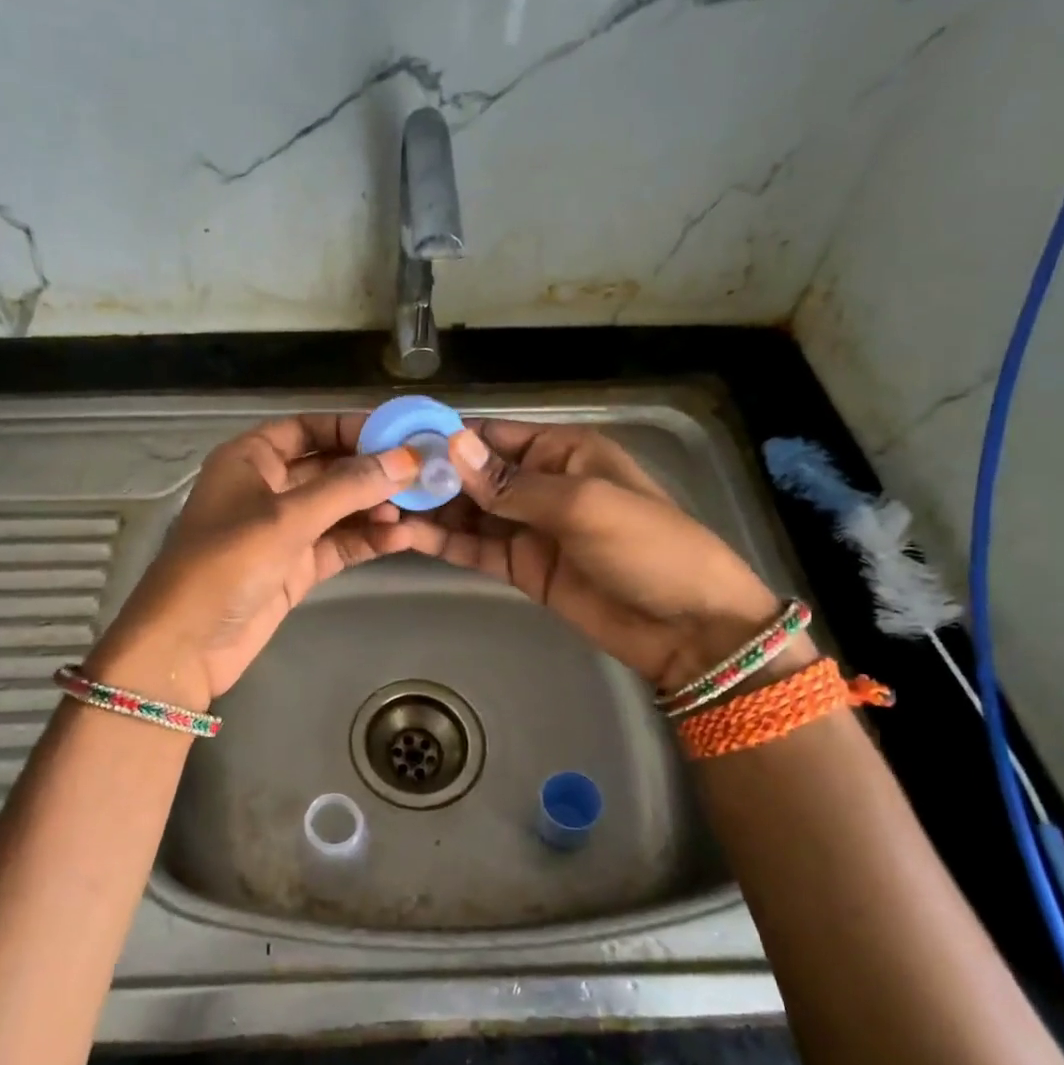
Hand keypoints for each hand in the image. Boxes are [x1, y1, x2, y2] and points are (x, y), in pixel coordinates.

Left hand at [87, 414, 419, 710]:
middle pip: (329, 468)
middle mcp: (267, 487)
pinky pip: (338, 543)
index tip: (401, 434)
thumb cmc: (227, 562)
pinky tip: (401, 537)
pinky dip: (367, 539)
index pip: (308, 428)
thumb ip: (349, 487)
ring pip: (338, 508)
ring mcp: (282, 530)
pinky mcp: (295, 566)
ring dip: (374, 507)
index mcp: (250, 458)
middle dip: (372, 471)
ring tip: (417, 507)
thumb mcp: (288, 517)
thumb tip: (407, 460)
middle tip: (422, 473)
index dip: (352, 428)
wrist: (188, 643)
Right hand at [404, 420, 786, 694]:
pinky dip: (443, 542)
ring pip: (468, 511)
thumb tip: (451, 446)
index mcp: (562, 451)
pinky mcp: (520, 566)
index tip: (397, 446)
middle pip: (473, 474)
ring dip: (430, 511)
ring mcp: (528, 527)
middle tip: (378, 485)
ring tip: (382, 511)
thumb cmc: (647, 547)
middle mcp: (540, 482)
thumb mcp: (582, 505)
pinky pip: (475, 547)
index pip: (493, 436)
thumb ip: (511, 483)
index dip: (446, 439)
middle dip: (430, 477)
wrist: (685, 628)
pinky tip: (407, 537)